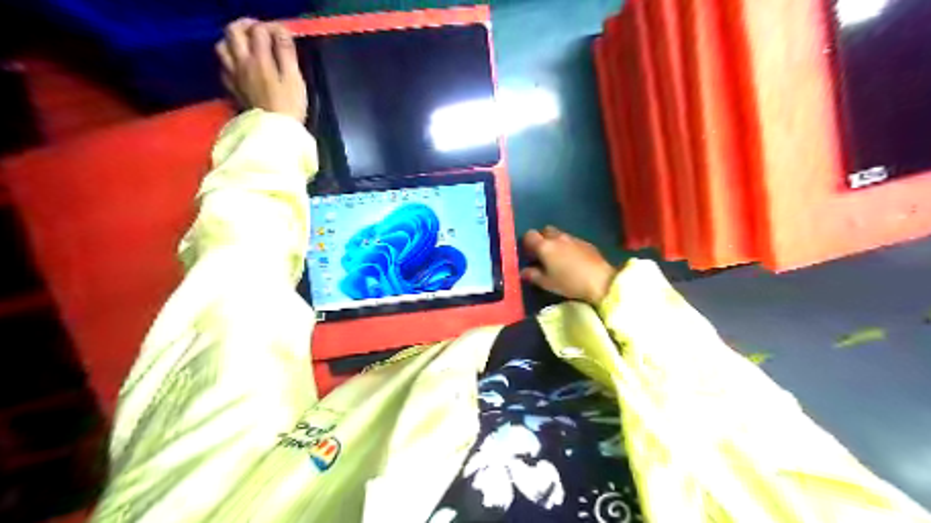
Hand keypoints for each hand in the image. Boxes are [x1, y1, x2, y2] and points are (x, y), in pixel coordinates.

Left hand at [214, 18, 308, 121]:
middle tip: (261, 31)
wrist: (274, 132)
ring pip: (222, 47)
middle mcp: (241, 63)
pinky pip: (223, 67)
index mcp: (259, 59)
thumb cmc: (289, 106)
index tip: (284, 34)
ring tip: (247, 45)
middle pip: (233, 31)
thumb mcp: (294, 79)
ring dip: (233, 41)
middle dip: (247, 25)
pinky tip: (240, 66)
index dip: (272, 27)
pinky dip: (230, 60)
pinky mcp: (232, 89)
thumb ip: (287, 53)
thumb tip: (282, 32)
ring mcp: (234, 76)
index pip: (260, 30)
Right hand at [523, 225, 616, 305]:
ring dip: (555, 242)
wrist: (600, 281)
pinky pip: (571, 240)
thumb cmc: (569, 283)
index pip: (529, 235)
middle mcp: (557, 238)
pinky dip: (568, 246)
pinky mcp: (586, 243)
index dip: (527, 243)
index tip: (529, 254)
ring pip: (559, 235)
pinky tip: (572, 260)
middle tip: (542, 255)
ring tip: (558, 258)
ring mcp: (573, 238)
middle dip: (541, 239)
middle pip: (544, 230)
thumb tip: (524, 271)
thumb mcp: (547, 283)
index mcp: (545, 246)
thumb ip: (533, 275)